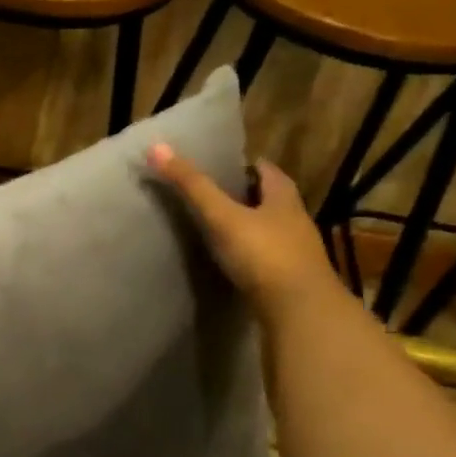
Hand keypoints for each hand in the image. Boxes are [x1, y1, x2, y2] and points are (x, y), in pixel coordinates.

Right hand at [147, 145, 336, 314]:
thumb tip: (156, 146)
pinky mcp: (289, 279)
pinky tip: (232, 262)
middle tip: (214, 196)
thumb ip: (192, 185)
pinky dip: (250, 254)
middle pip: (269, 199)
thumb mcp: (222, 216)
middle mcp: (295, 219)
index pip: (266, 170)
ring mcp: (296, 251)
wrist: (299, 310)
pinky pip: (267, 258)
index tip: (221, 167)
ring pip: (270, 229)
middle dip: (246, 196)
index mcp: (283, 196)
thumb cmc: (263, 254)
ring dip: (249, 226)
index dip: (245, 166)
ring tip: (218, 228)